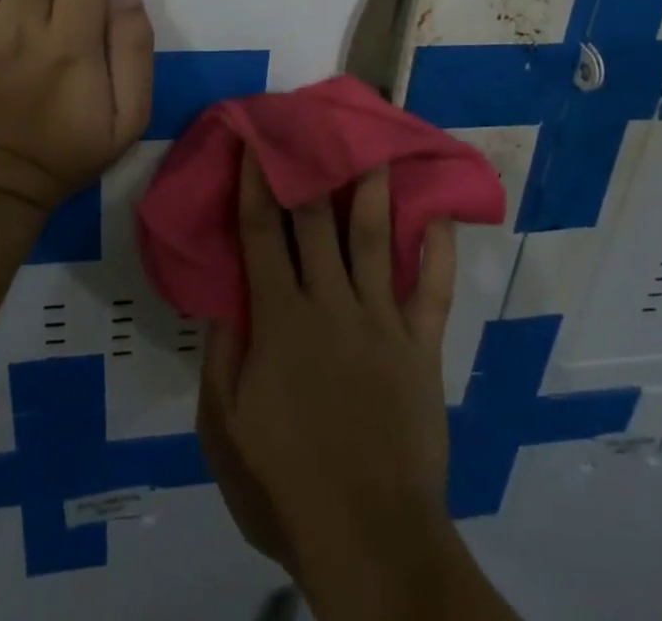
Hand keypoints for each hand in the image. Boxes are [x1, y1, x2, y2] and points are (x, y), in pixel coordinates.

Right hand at [200, 147, 458, 594]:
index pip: (261, 233)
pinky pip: (434, 288)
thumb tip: (221, 298)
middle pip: (318, 221)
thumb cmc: (287, 484)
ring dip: (375, 188)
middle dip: (313, 168)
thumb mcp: (224, 429)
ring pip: (378, 238)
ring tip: (378, 145)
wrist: (370, 539)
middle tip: (315, 124)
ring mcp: (381, 320)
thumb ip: (218, 357)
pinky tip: (442, 213)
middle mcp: (330, 303)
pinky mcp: (421, 345)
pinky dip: (441, 249)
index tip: (259, 140)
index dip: (257, 181)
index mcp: (279, 319)